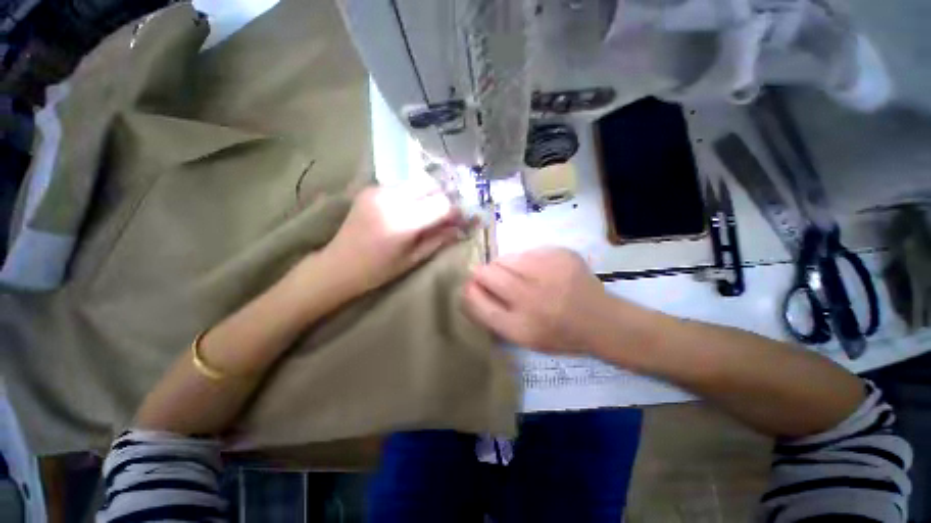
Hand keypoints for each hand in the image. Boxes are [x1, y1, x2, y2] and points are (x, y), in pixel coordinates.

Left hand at [318, 183, 464, 295]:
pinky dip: (412, 194)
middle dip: (442, 196)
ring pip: (416, 182)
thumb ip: (439, 239)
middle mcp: (390, 199)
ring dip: (427, 194)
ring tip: (427, 211)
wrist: (338, 265)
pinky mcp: (370, 189)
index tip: (460, 218)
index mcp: (402, 222)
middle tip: (446, 213)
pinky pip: (401, 185)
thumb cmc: (379, 270)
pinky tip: (409, 209)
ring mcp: (378, 190)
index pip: (441, 203)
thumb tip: (461, 226)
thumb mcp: (414, 258)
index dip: (454, 209)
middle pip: (430, 184)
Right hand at [463, 248, 610, 353]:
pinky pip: (527, 251)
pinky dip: (525, 260)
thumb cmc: (556, 333)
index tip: (471, 286)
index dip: (470, 290)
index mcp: (520, 326)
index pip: (477, 301)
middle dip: (483, 274)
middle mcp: (532, 297)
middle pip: (488, 273)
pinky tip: (540, 271)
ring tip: (521, 277)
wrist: (601, 320)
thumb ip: (490, 314)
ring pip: (505, 258)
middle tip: (494, 279)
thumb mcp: (520, 336)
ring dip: (505, 266)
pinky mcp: (561, 254)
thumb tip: (468, 287)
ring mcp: (548, 271)